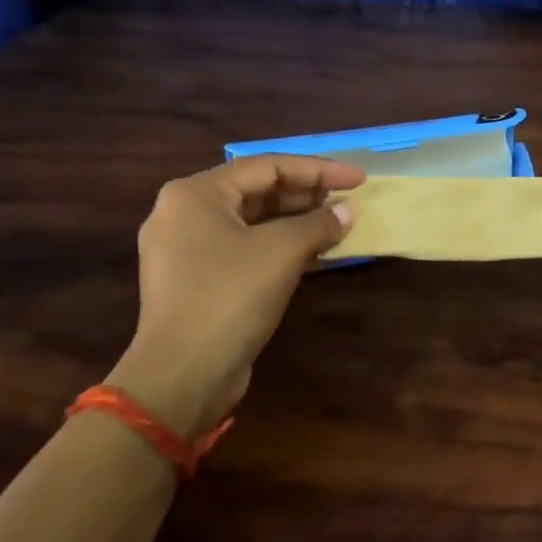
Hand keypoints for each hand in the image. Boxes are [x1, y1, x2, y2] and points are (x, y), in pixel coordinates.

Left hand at [103, 155, 364, 438]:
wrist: (182, 375)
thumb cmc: (229, 297)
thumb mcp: (282, 251)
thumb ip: (319, 223)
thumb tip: (346, 213)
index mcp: (195, 194)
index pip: (268, 166)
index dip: (319, 169)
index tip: (358, 178)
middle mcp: (184, 214)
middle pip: (257, 191)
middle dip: (307, 195)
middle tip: (348, 201)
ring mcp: (187, 250)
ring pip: (253, 222)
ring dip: (297, 222)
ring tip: (338, 224)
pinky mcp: (197, 280)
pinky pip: (246, 249)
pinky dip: (281, 247)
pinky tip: (316, 253)